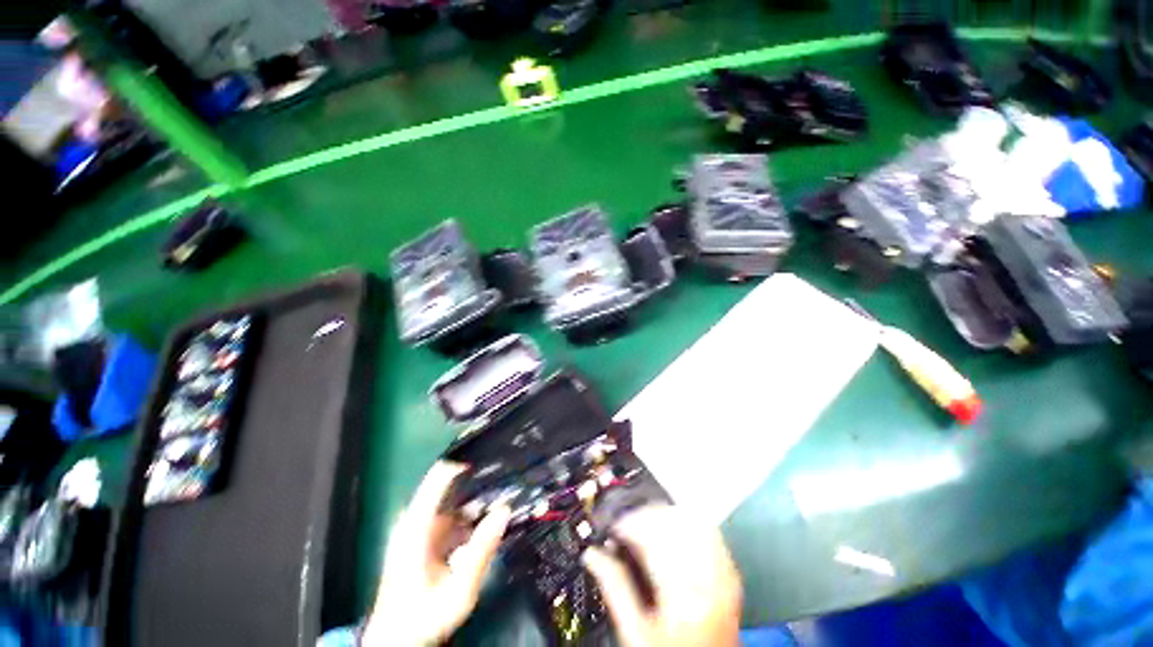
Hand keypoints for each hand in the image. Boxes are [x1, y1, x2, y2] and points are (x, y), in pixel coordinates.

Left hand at [363, 462, 510, 645]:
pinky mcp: (421, 537)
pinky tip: (481, 530)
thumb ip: (482, 548)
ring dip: (475, 504)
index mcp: (417, 526)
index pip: (440, 476)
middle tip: (505, 489)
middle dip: (478, 487)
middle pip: (450, 488)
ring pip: (452, 502)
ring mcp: (416, 528)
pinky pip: (449, 516)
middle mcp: (413, 520)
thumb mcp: (459, 589)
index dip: (465, 464)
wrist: (396, 641)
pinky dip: (467, 519)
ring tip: (499, 507)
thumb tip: (504, 509)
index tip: (492, 462)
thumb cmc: (424, 617)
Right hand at [582, 505, 741, 646]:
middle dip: (647, 516)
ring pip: (692, 521)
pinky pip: (710, 532)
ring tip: (648, 525)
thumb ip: (614, 588)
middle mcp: (708, 579)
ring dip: (667, 516)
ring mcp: (724, 574)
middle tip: (628, 525)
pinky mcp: (730, 574)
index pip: (654, 538)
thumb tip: (592, 555)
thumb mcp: (635, 632)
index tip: (614, 528)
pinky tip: (673, 530)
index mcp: (682, 594)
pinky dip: (687, 523)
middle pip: (675, 523)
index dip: (630, 525)